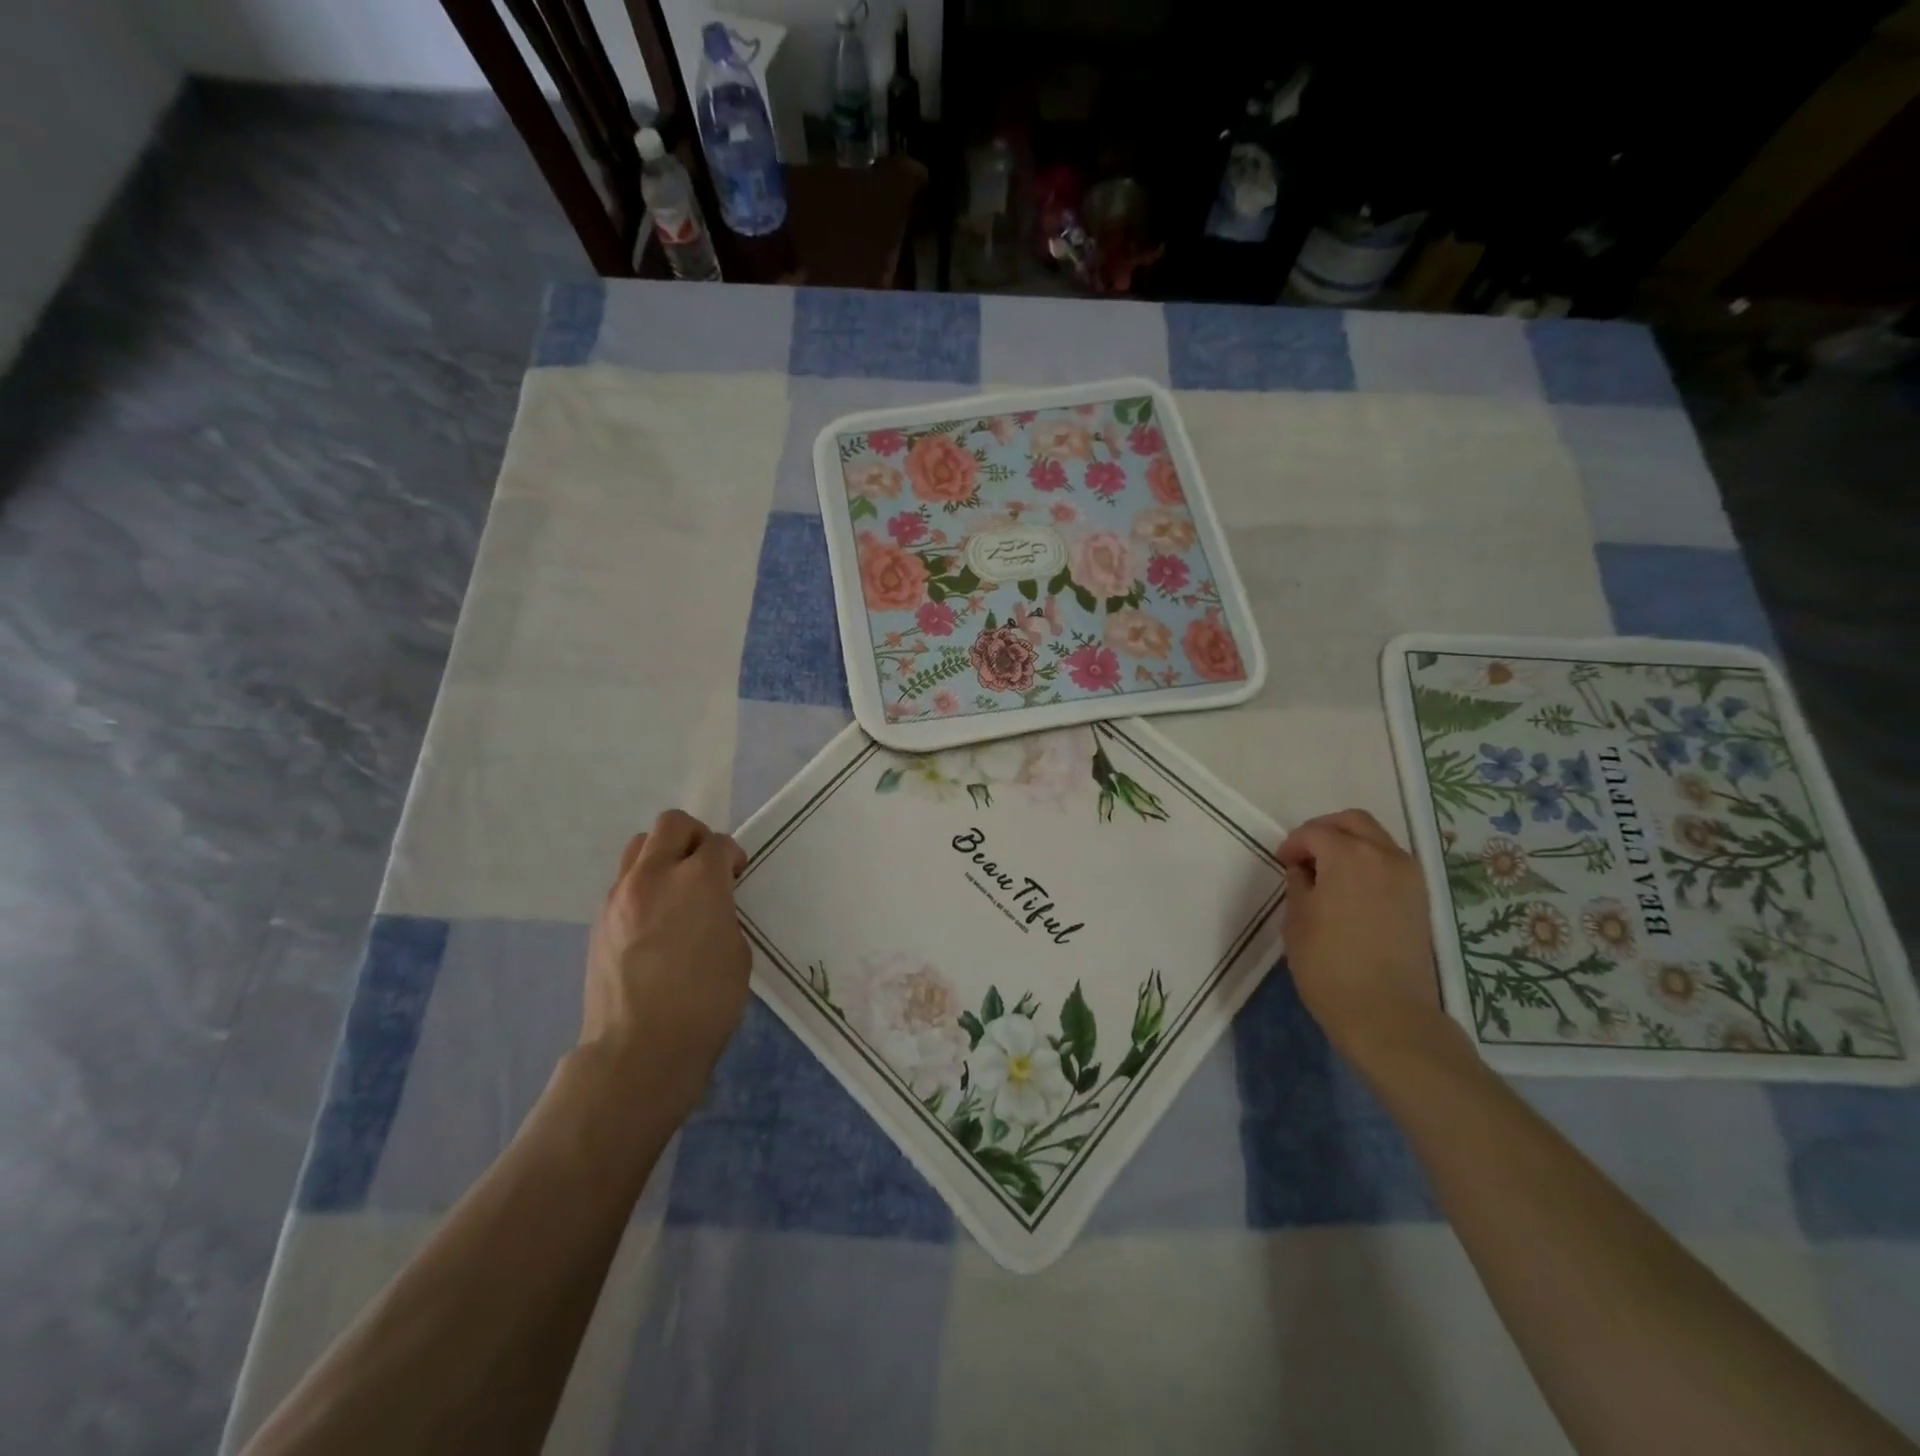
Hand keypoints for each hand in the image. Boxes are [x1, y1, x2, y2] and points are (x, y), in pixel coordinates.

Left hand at [580, 810, 750, 1119]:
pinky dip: (643, 886)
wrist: (638, 1049)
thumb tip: (708, 909)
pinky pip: (624, 882)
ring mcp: (620, 896)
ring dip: (663, 856)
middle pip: (672, 824)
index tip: (736, 875)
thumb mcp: (736, 952)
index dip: (732, 856)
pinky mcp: (599, 920)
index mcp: (698, 881)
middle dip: (695, 837)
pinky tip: (654, 921)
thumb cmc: (704, 1004)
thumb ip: (723, 914)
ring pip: (639, 847)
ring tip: (675, 890)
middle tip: (706, 866)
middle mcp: (655, 876)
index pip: (718, 843)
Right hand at [1277, 809, 1453, 1069]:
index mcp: (1349, 856)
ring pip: (1376, 840)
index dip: (1294, 844)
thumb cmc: (1329, 966)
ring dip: (1350, 845)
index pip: (1316, 832)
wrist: (1387, 1014)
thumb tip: (1305, 871)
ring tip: (1327, 873)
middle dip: (1325, 831)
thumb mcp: (1296, 920)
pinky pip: (1391, 863)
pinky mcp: (1420, 900)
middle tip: (1304, 856)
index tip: (1282, 863)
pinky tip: (1351, 890)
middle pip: (1353, 822)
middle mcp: (1385, 856)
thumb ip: (1299, 884)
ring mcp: (1409, 877)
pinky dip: (1369, 863)